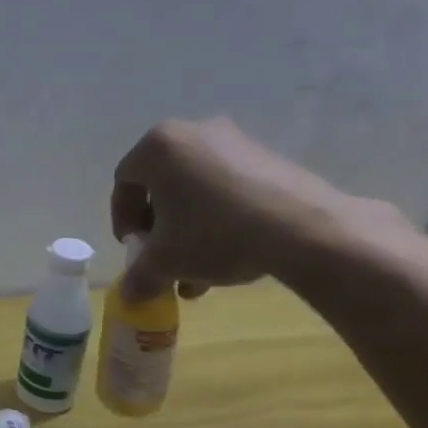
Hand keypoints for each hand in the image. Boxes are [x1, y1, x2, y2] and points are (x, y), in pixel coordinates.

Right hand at [110, 117, 400, 301]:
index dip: (122, 219)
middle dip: (158, 226)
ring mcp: (234, 141)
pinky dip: (219, 216)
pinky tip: (231, 253)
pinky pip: (227, 186)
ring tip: (198, 269)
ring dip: (188, 227)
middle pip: (161, 184)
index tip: (134, 248)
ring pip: (196, 189)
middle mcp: (193, 132)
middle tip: (163, 256)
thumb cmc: (215, 234)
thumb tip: (129, 294)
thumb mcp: (166, 261)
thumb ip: (139, 276)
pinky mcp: (267, 156)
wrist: (304, 228)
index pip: (124, 182)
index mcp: (158, 147)